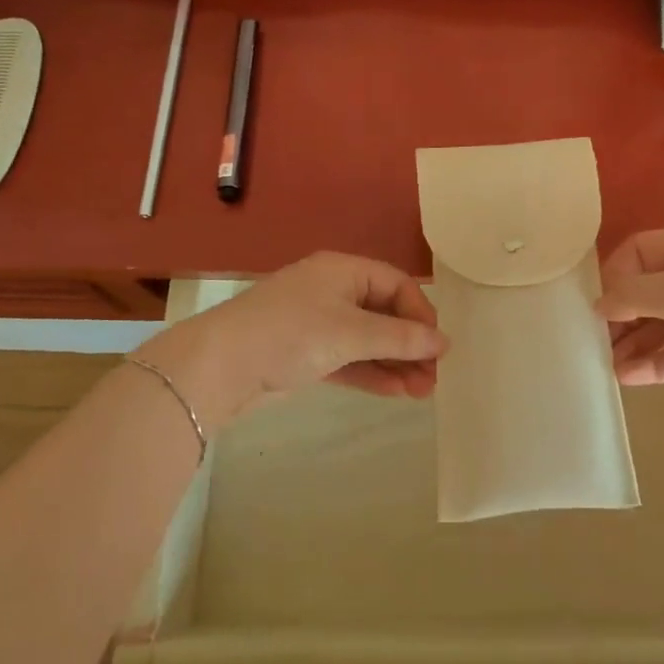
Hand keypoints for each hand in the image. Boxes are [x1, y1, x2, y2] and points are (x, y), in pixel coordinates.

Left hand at [138, 252, 445, 428]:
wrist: (220, 367)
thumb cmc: (291, 334)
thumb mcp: (351, 333)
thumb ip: (400, 338)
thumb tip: (443, 342)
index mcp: (343, 271)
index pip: (396, 285)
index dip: (421, 313)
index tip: (437, 346)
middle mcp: (332, 292)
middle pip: (384, 314)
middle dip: (410, 346)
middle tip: (433, 378)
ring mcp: (318, 324)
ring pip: (368, 341)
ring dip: (395, 364)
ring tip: (422, 392)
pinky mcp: (306, 354)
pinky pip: (349, 359)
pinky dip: (371, 373)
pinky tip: (396, 392)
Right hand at [596, 229, 663, 396]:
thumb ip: (630, 296)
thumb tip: (598, 305)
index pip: (639, 252)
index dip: (615, 274)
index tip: (600, 304)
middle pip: (648, 292)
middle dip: (622, 317)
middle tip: (598, 342)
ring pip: (663, 327)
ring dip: (636, 345)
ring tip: (609, 366)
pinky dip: (656, 364)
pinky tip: (630, 378)